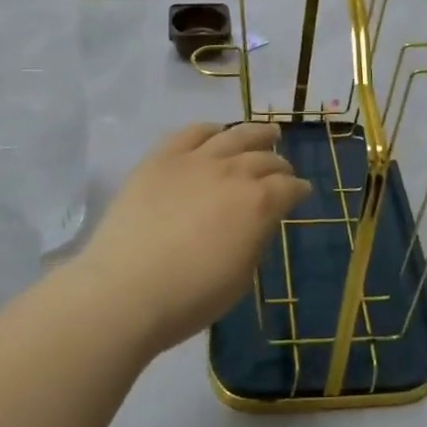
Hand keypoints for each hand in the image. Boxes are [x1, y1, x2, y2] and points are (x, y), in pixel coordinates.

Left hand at [77, 123, 311, 354]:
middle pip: (264, 158)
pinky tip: (216, 132)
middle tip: (282, 169)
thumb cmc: (189, 297)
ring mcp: (196, 160)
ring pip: (234, 135)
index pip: (288, 187)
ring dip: (255, 133)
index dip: (298, 190)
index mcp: (258, 204)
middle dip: (279, 164)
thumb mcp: (241, 277)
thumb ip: (255, 240)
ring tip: (266, 133)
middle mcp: (233, 172)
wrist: (125, 290)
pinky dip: (209, 129)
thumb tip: (259, 221)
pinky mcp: (162, 158)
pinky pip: (192, 132)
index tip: (301, 193)